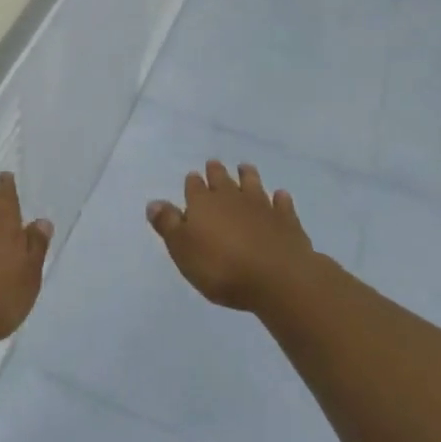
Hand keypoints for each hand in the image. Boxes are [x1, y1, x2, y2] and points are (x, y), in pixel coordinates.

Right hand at [148, 160, 316, 311]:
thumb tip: (153, 203)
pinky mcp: (286, 220)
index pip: (194, 186)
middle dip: (216, 172)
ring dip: (248, 176)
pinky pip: (282, 203)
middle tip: (214, 165)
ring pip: (252, 184)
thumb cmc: (221, 267)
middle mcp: (231, 197)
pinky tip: (280, 196)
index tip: (193, 177)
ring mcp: (262, 206)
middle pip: (222, 179)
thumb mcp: (183, 249)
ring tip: (245, 168)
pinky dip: (280, 199)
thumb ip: (169, 225)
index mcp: (203, 203)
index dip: (193, 183)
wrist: (277, 277)